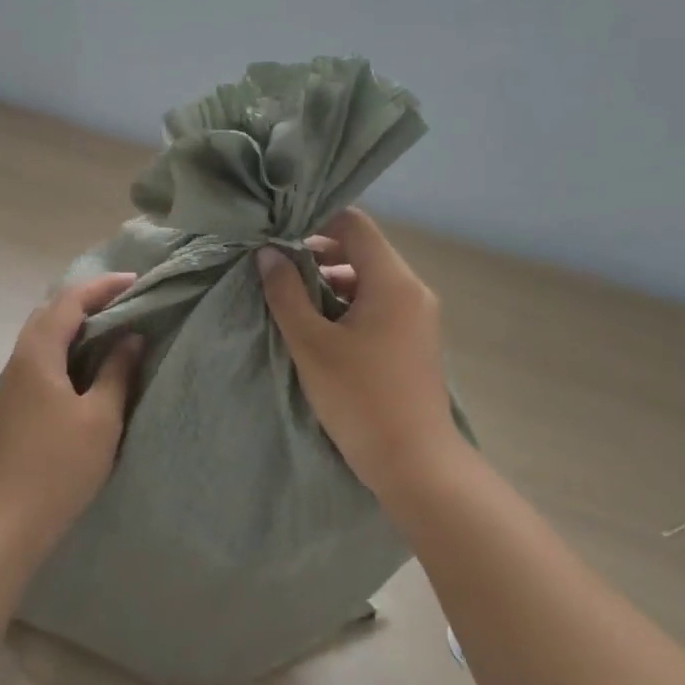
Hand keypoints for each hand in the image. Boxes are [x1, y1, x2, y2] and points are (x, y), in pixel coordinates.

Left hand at [0, 273, 143, 560]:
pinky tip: (87, 364)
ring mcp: (12, 383)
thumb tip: (131, 338)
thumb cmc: (59, 466)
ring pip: (43, 335)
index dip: (103, 286)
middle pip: (51, 312)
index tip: (136, 281)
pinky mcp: (15, 404)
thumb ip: (116, 372)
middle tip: (125, 301)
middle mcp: (19, 360)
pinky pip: (41, 358)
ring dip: (75, 324)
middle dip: (87, 299)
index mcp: (37, 354)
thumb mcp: (100, 418)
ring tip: (112, 327)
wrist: (8, 522)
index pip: (70, 301)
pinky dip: (66, 347)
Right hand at [257, 209, 454, 494]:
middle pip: (363, 250)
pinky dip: (348, 305)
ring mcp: (418, 317)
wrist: (414, 463)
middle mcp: (412, 290)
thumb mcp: (311, 343)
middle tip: (278, 272)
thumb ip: (286, 293)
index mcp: (392, 281)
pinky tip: (320, 329)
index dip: (316, 222)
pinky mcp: (414, 341)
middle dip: (318, 255)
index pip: (355, 224)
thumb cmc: (359, 398)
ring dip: (331, 283)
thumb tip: (267, 254)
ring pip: (369, 280)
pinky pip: (378, 305)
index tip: (280, 238)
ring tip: (293, 303)